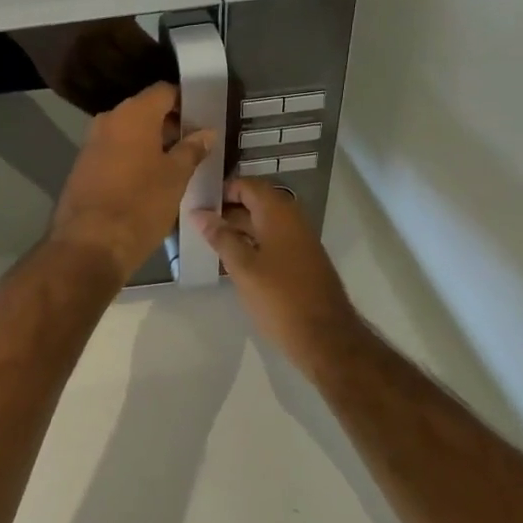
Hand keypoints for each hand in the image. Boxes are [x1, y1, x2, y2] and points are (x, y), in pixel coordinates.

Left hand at [51, 82, 212, 281]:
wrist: (89, 244)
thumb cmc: (140, 204)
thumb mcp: (175, 177)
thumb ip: (191, 150)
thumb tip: (205, 132)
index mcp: (132, 114)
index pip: (164, 92)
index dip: (185, 101)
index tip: (203, 119)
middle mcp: (108, 121)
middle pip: (144, 111)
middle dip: (170, 126)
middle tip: (195, 146)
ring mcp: (91, 144)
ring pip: (128, 134)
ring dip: (151, 145)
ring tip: (176, 166)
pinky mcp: (82, 167)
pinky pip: (114, 152)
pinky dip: (133, 159)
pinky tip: (149, 181)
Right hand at [195, 178, 366, 372]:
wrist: (325, 337)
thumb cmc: (280, 298)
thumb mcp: (243, 267)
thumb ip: (220, 237)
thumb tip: (199, 214)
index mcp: (278, 214)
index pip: (247, 185)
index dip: (222, 189)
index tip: (197, 200)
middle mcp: (292, 220)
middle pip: (255, 202)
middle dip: (226, 208)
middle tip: (196, 220)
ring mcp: (299, 242)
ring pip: (262, 224)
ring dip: (237, 228)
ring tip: (207, 239)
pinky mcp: (300, 262)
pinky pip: (271, 241)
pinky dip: (251, 243)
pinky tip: (230, 260)